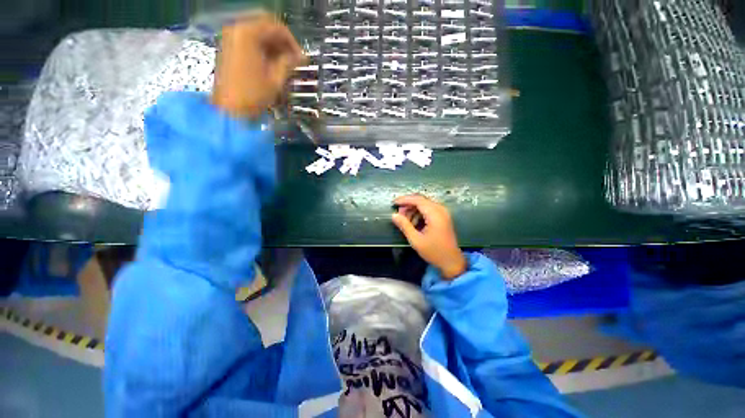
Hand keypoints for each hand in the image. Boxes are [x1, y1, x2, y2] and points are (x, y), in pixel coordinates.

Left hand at [212, 15, 304, 117]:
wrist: (229, 109)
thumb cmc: (253, 95)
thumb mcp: (275, 79)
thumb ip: (288, 63)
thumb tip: (301, 57)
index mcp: (248, 33)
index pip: (276, 27)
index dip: (292, 42)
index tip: (301, 58)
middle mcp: (237, 29)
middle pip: (265, 26)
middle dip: (282, 42)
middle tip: (294, 59)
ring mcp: (230, 37)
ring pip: (257, 33)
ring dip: (273, 45)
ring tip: (285, 63)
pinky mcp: (228, 47)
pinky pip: (249, 40)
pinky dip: (262, 48)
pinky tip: (271, 63)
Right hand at [391, 195, 466, 279]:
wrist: (451, 262)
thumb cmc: (434, 252)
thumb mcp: (416, 240)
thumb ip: (404, 225)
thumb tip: (394, 215)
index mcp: (435, 214)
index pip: (417, 200)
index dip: (404, 200)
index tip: (394, 203)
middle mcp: (440, 210)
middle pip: (421, 200)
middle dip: (408, 205)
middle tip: (398, 215)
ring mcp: (443, 213)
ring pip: (424, 204)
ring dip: (413, 210)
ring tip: (405, 221)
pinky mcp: (443, 217)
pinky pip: (429, 209)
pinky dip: (419, 213)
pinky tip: (414, 223)